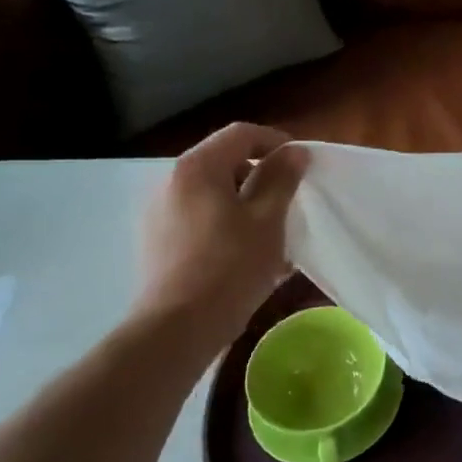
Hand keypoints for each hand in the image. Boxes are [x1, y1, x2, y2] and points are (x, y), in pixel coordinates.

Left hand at [133, 124, 308, 349]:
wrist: (178, 327)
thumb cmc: (230, 266)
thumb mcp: (268, 219)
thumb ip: (282, 179)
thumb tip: (294, 152)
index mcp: (197, 168)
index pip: (242, 134)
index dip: (277, 142)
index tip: (303, 165)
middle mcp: (170, 181)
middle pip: (225, 162)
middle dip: (262, 175)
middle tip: (291, 200)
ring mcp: (159, 213)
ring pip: (213, 193)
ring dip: (246, 202)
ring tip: (272, 230)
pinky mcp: (158, 242)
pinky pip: (200, 218)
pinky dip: (226, 223)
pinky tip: (246, 252)